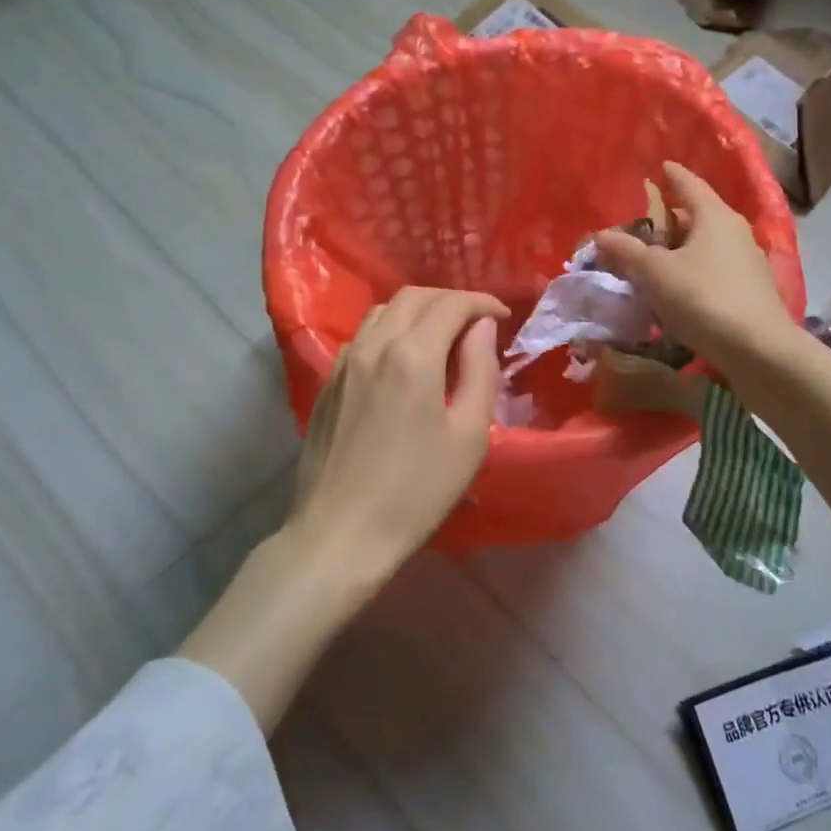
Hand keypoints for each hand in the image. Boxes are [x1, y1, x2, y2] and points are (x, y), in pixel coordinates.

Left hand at [286, 286, 507, 580]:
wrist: (340, 534)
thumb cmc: (417, 490)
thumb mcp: (469, 435)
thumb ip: (480, 370)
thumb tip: (482, 328)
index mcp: (413, 354)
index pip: (451, 304)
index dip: (482, 303)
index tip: (503, 317)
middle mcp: (374, 345)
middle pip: (414, 297)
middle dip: (451, 301)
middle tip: (477, 323)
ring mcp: (344, 362)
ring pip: (383, 311)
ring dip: (418, 311)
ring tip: (442, 336)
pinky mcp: (327, 383)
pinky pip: (362, 336)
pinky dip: (390, 331)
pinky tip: (402, 361)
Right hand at [593, 162, 797, 379]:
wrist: (759, 351)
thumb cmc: (703, 298)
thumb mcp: (655, 273)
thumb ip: (627, 252)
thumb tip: (601, 235)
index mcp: (714, 216)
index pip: (690, 184)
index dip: (673, 176)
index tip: (662, 167)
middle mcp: (736, 232)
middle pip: (698, 217)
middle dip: (671, 219)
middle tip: (644, 226)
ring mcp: (748, 263)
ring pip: (707, 246)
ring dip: (682, 250)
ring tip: (656, 260)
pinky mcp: (752, 292)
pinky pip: (715, 271)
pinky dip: (694, 273)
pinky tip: (679, 291)